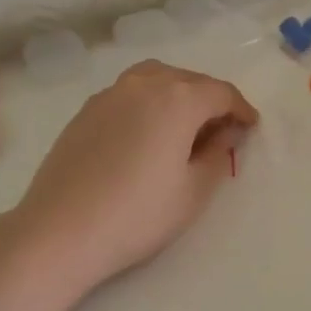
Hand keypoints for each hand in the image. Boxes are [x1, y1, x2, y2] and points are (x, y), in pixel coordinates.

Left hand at [9, 60, 257, 292]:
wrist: (60, 230)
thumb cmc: (138, 214)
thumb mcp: (194, 191)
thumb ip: (218, 154)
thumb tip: (225, 133)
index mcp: (178, 98)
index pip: (221, 93)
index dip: (241, 109)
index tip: (251, 127)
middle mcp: (145, 83)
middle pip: (189, 80)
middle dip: (211, 100)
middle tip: (222, 130)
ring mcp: (110, 93)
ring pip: (156, 79)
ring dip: (178, 94)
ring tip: (184, 125)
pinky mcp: (86, 110)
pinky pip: (130, 93)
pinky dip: (149, 103)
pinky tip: (146, 134)